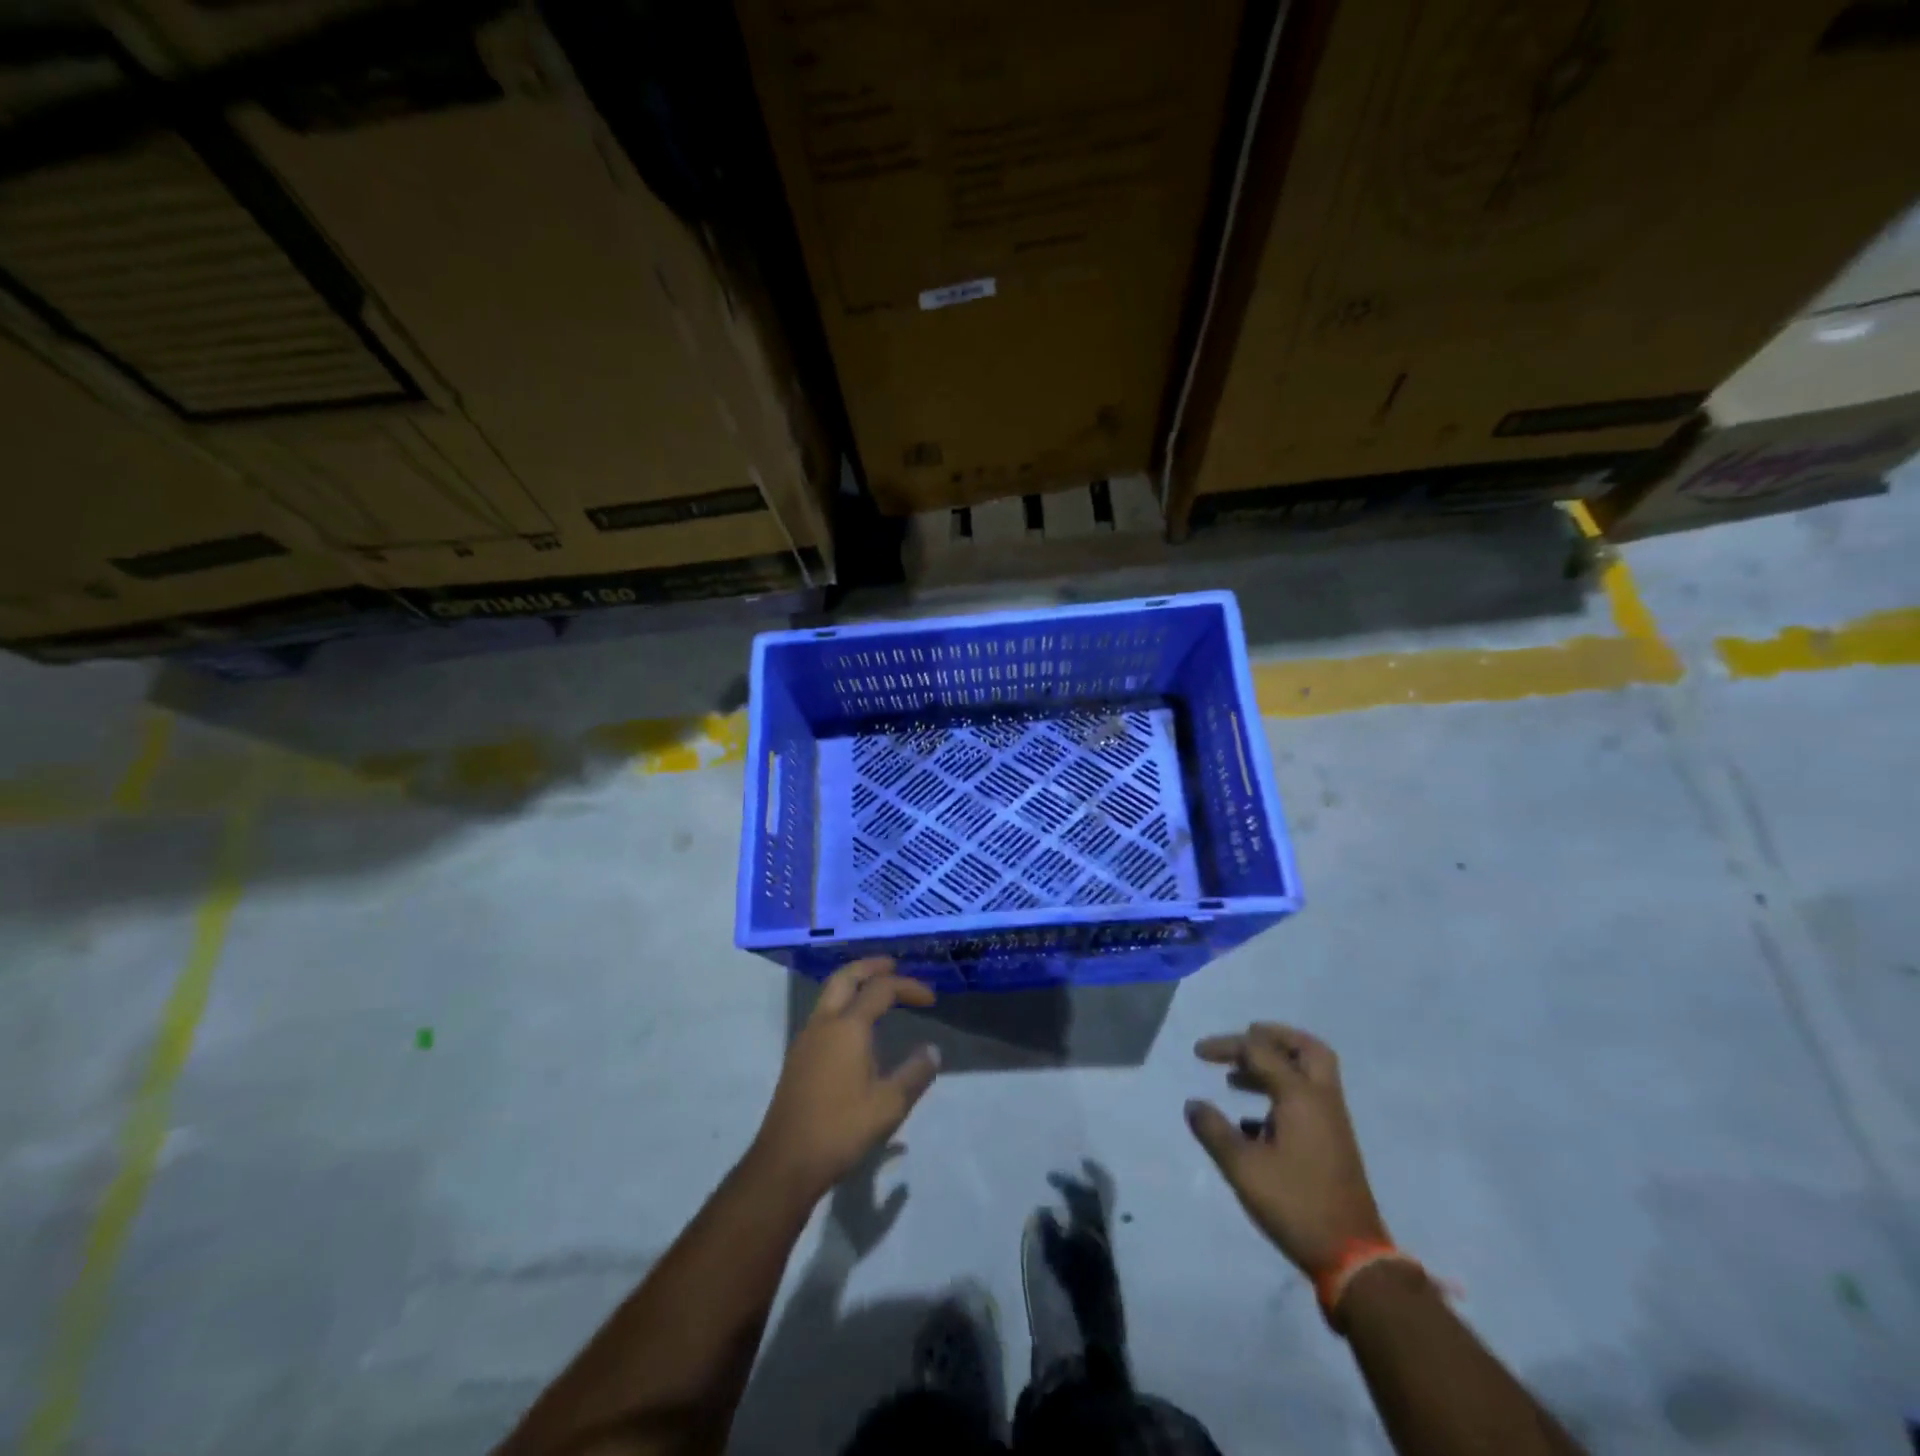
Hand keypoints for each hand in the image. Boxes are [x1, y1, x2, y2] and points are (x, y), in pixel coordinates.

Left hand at [749, 959, 940, 1200]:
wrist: (786, 1162)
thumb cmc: (841, 1129)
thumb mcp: (889, 1105)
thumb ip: (914, 1073)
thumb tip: (933, 1051)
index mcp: (848, 1027)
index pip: (882, 989)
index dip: (909, 987)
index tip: (931, 999)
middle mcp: (824, 1023)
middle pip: (846, 977)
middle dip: (871, 966)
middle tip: (894, 966)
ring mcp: (806, 1038)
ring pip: (830, 993)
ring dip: (854, 982)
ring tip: (876, 989)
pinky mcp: (798, 1056)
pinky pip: (823, 1013)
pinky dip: (843, 1002)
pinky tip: (855, 1026)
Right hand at [1185, 1022, 1387, 1275]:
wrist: (1353, 1259)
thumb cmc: (1295, 1204)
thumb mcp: (1242, 1168)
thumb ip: (1213, 1130)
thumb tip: (1194, 1104)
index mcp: (1300, 1096)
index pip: (1260, 1051)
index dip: (1227, 1046)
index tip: (1197, 1054)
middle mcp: (1321, 1101)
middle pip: (1306, 1049)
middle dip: (1273, 1037)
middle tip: (1244, 1038)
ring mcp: (1332, 1124)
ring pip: (1309, 1075)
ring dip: (1275, 1067)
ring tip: (1237, 1078)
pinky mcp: (1333, 1146)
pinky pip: (1308, 1102)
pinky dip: (1282, 1096)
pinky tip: (1252, 1123)